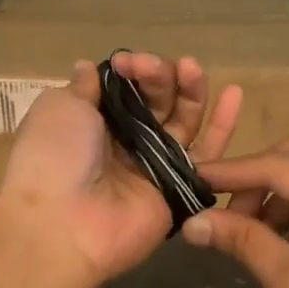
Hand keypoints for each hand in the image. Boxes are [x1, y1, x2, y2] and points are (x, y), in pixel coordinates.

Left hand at [0, 53, 242, 285]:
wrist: (61, 224)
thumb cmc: (53, 157)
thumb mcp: (59, 109)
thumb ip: (82, 87)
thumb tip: (88, 67)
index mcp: (94, 123)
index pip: (127, 88)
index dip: (131, 71)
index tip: (127, 62)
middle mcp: (126, 142)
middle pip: (158, 101)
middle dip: (158, 77)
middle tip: (151, 68)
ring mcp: (154, 165)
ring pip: (183, 121)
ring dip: (190, 91)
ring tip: (192, 67)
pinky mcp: (179, 188)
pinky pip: (206, 154)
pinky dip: (223, 126)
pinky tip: (236, 95)